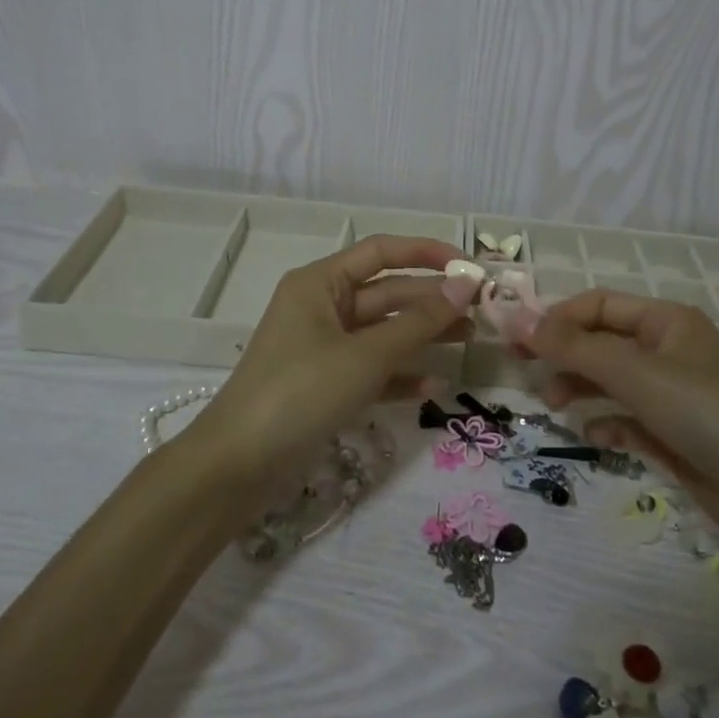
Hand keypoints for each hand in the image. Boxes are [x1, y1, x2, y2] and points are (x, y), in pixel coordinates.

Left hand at [184, 235, 478, 487]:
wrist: (237, 466)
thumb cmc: (300, 392)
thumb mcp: (365, 355)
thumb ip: (418, 322)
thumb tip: (465, 285)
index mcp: (321, 283)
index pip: (381, 251)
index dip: (427, 253)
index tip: (470, 268)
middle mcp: (322, 307)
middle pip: (387, 293)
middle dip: (432, 300)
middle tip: (481, 312)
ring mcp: (323, 347)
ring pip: (383, 332)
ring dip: (423, 336)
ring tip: (469, 341)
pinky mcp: (326, 384)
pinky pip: (372, 370)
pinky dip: (401, 376)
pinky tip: (435, 389)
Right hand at [520, 289, 718, 556]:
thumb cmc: (706, 415)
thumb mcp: (636, 374)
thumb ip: (573, 347)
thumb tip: (515, 319)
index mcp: (666, 321)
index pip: (598, 304)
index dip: (557, 318)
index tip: (518, 342)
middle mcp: (668, 350)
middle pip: (601, 340)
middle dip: (564, 353)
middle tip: (523, 370)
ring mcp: (672, 394)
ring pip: (611, 379)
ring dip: (580, 386)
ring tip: (555, 404)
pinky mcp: (674, 434)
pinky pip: (627, 418)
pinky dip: (607, 422)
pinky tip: (596, 436)